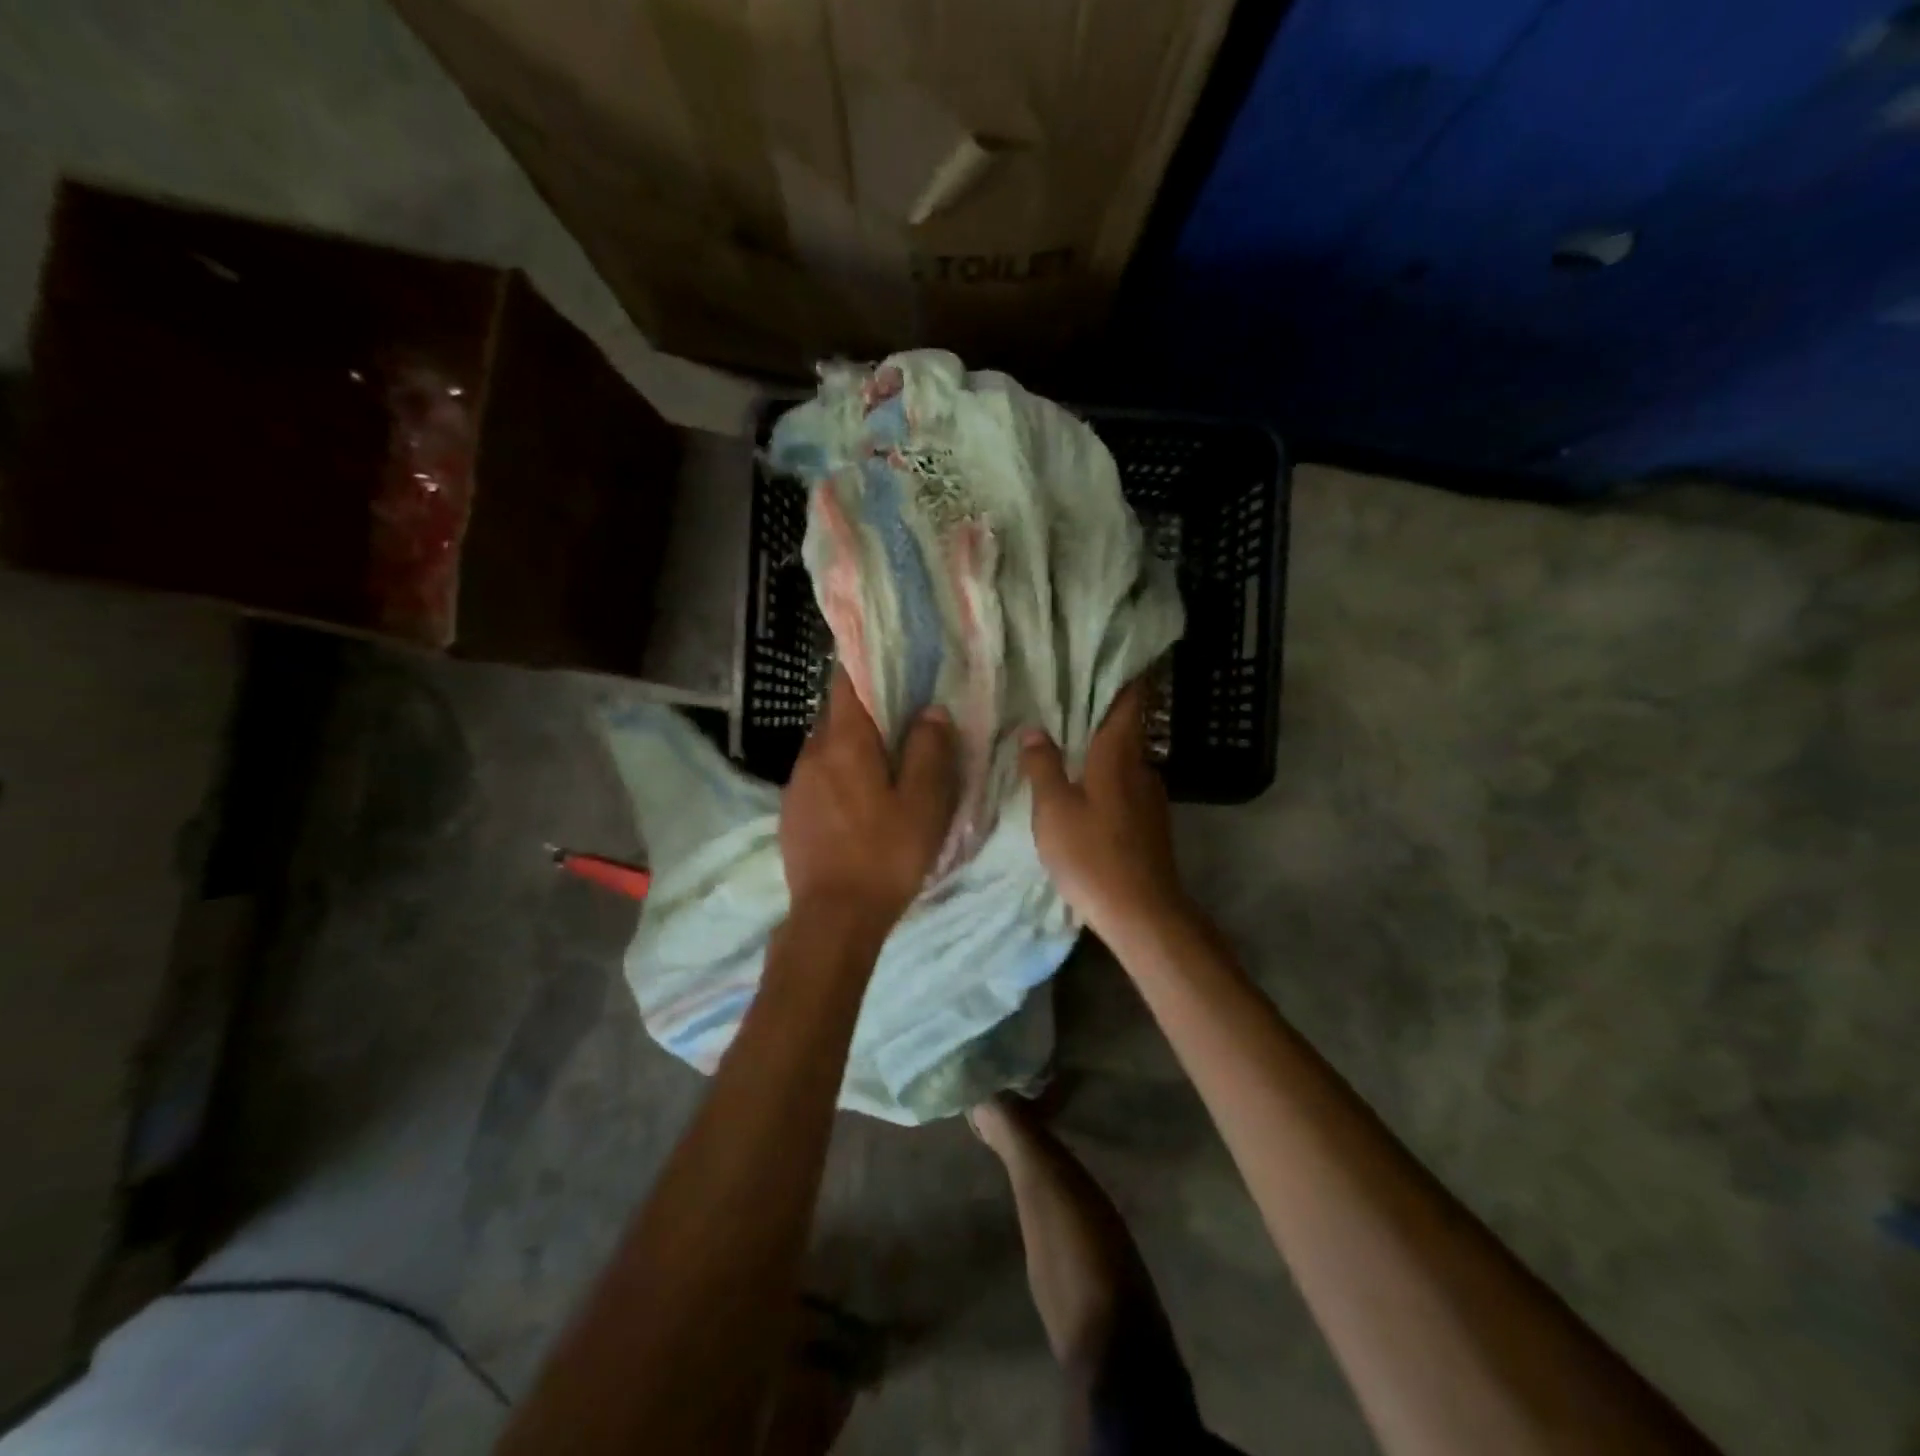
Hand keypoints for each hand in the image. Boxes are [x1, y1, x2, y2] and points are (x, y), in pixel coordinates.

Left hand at [780, 669, 957, 935]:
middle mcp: (811, 754)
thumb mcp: (924, 803)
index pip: (845, 683)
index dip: (864, 666)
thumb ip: (930, 750)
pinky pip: (817, 778)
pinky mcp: (790, 813)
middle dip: (863, 712)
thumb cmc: (886, 854)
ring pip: (825, 749)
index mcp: (844, 743)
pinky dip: (837, 776)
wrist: (833, 917)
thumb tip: (931, 711)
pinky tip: (859, 803)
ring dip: (850, 747)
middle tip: (899, 721)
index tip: (888, 663)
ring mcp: (796, 785)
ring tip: (882, 765)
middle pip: (835, 716)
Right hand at [1020, 680, 1184, 939]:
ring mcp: (1150, 797)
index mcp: (1118, 756)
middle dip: (1103, 712)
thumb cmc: (1093, 855)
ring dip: (1103, 748)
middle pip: (1126, 729)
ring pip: (1125, 759)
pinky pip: (1126, 785)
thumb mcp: (1054, 810)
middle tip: (1069, 698)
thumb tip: (1034, 731)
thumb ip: (1043, 767)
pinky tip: (1086, 789)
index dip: (1127, 676)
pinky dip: (1107, 776)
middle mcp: (1141, 768)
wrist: (1143, 912)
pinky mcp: (1151, 824)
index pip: (1129, 702)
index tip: (1116, 655)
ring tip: (1070, 742)